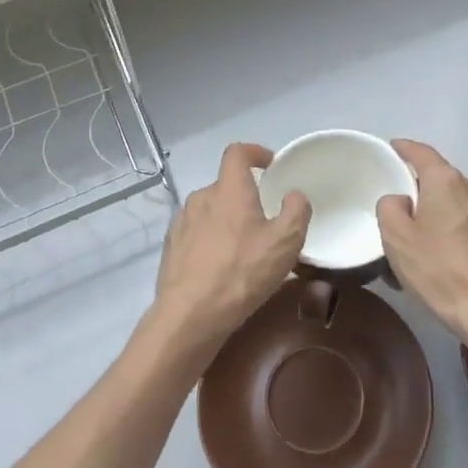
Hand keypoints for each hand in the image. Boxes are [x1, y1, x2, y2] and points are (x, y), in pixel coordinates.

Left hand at [152, 142, 310, 348]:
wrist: (190, 315)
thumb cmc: (242, 273)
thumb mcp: (285, 243)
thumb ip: (296, 211)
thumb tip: (294, 195)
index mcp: (229, 190)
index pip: (237, 152)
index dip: (254, 152)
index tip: (270, 164)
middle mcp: (201, 197)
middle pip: (225, 185)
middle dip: (244, 197)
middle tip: (263, 222)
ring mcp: (181, 222)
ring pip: (209, 210)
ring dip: (226, 220)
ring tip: (242, 249)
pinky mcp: (171, 247)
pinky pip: (195, 233)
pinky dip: (209, 240)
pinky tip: (219, 267)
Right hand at [377, 139, 467, 351]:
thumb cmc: (440, 270)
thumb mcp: (396, 238)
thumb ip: (389, 207)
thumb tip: (401, 201)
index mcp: (446, 181)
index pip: (421, 152)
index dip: (404, 149)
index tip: (392, 149)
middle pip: (441, 179)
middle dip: (421, 190)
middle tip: (401, 212)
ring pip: (458, 203)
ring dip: (441, 215)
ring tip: (424, 243)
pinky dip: (458, 232)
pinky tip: (448, 259)